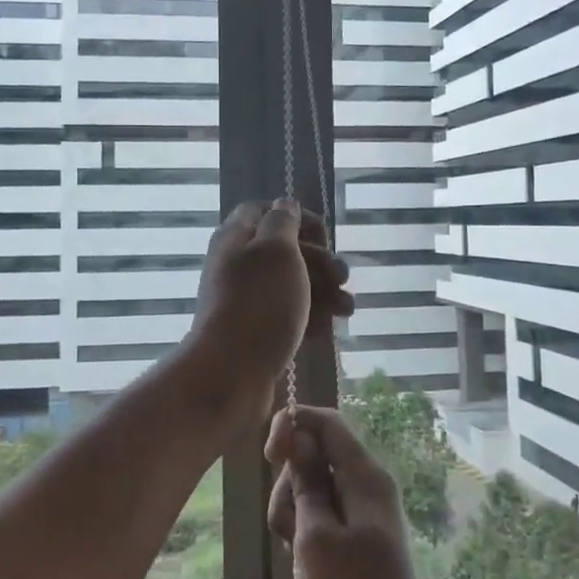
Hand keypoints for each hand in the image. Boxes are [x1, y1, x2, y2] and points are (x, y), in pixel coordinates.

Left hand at [183, 200, 352, 421]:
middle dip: (320, 261)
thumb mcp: (276, 250)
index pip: (264, 210)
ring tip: (346, 310)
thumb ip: (283, 222)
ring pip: (291, 286)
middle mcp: (238, 265)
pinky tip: (327, 332)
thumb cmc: (258, 303)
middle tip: (343, 277)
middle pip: (285, 251)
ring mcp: (246, 301)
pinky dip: (309, 319)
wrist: (231, 374)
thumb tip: (284, 204)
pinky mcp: (255, 332)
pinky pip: (287, 317)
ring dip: (323, 293)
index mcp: (236, 238)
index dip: (297, 217)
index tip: (324, 234)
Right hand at [265, 405, 451, 578]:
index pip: (327, 422)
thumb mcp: (315, 536)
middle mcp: (366, 487)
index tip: (269, 455)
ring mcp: (361, 514)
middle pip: (315, 455)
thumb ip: (306, 481)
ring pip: (312, 488)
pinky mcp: (354, 539)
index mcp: (365, 477)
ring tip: (293, 552)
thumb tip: (299, 434)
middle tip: (287, 527)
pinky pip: (320, 516)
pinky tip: (299, 563)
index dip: (294, 425)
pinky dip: (303, 531)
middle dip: (289, 482)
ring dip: (292, 512)